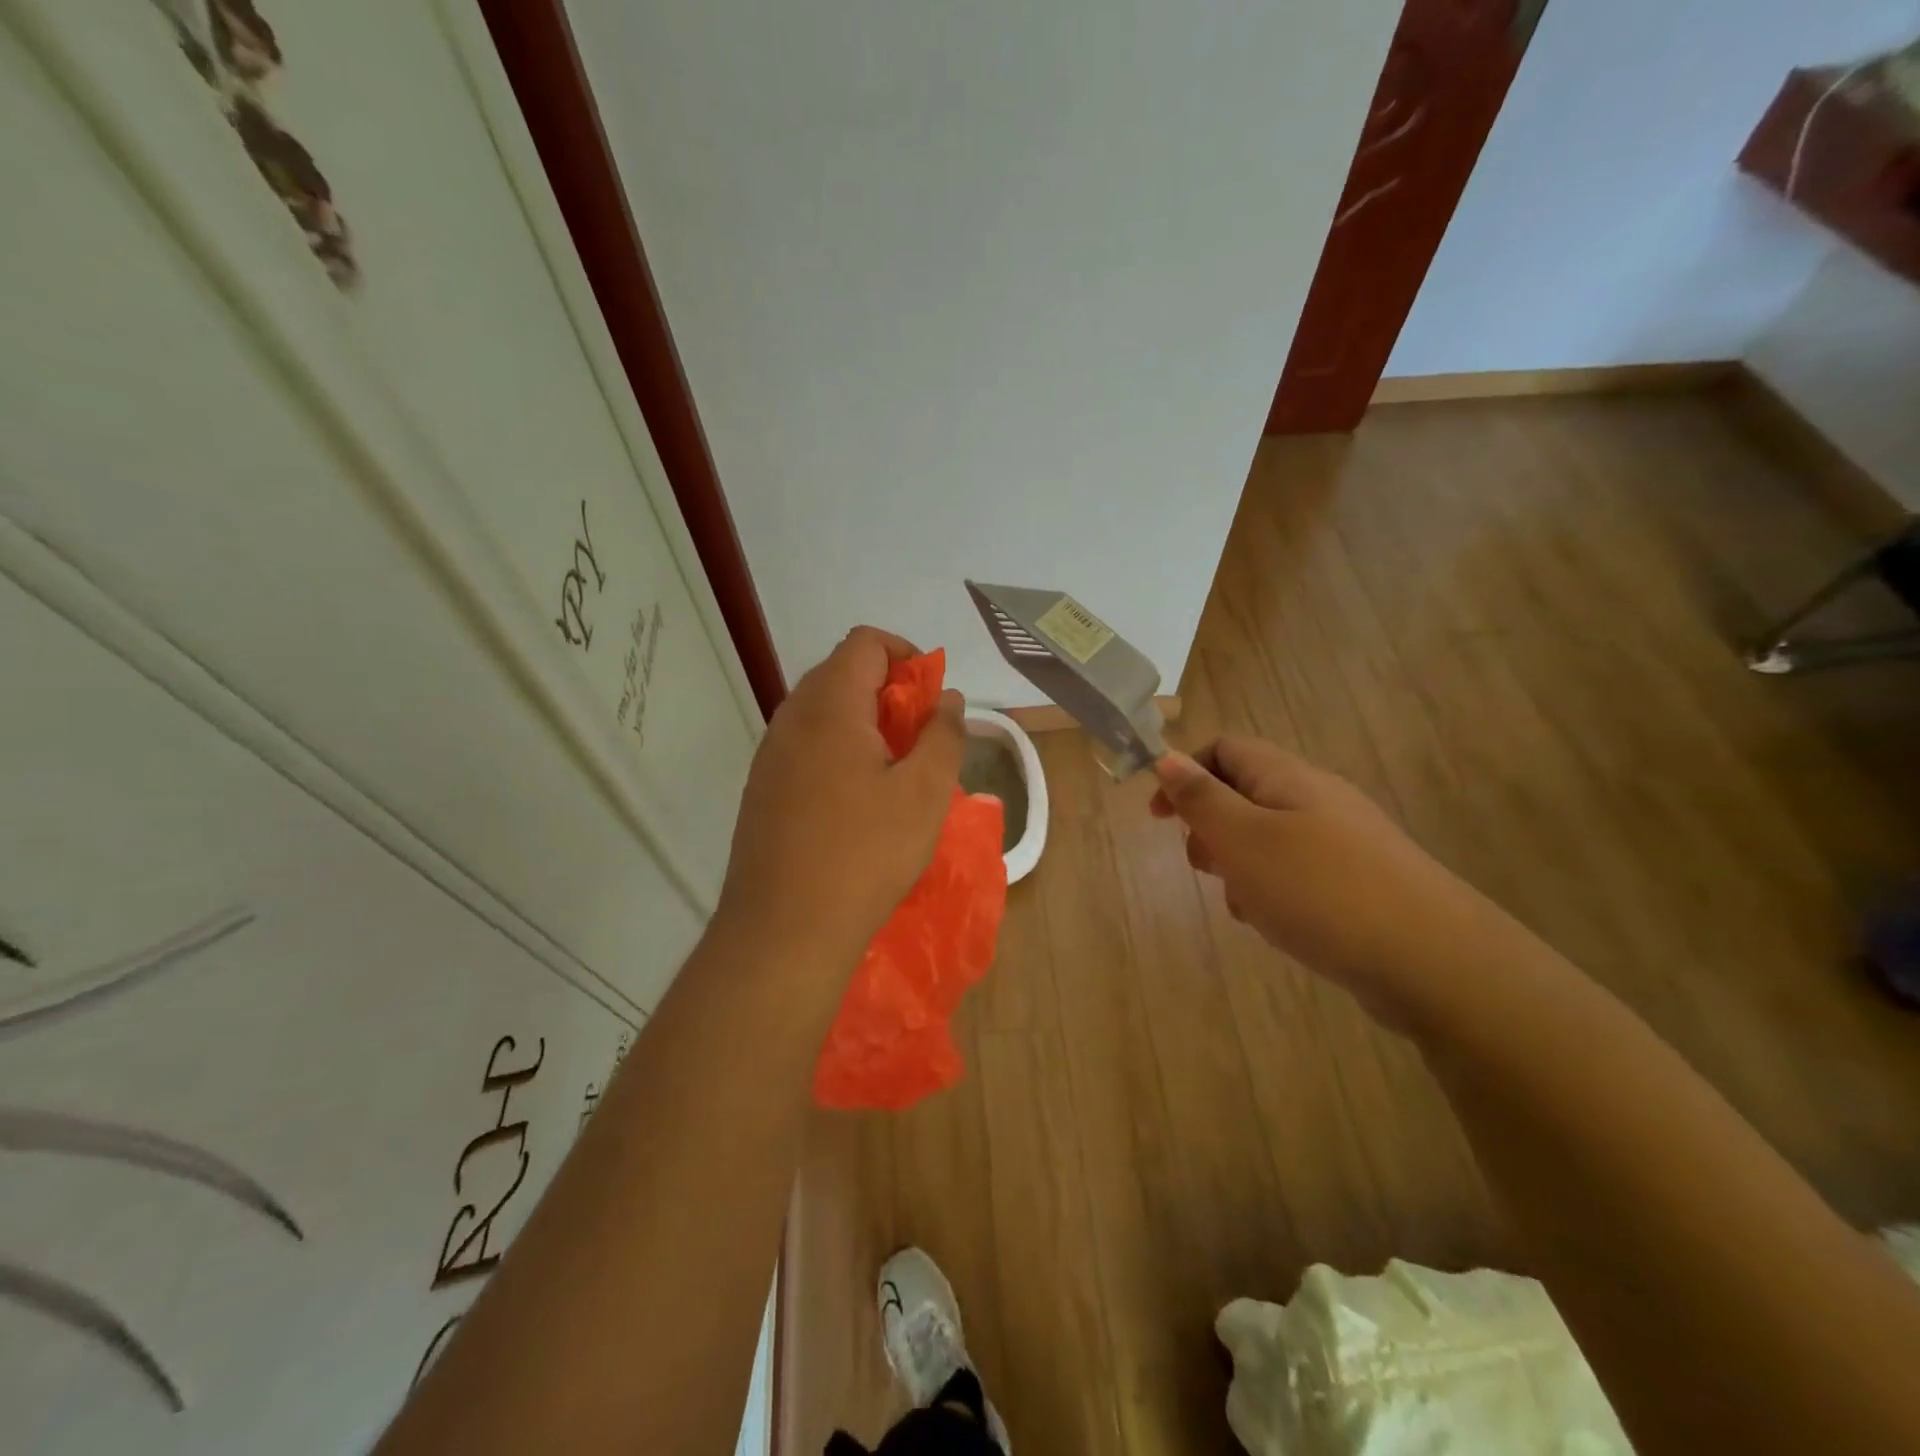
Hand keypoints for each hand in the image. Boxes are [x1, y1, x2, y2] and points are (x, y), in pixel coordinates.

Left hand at [716, 627, 964, 967]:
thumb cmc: (865, 854)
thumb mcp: (925, 793)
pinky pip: (805, 748)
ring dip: (864, 725)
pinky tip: (858, 802)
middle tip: (920, 739)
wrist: (784, 931)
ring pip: (822, 713)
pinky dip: (838, 752)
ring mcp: (769, 755)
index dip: (905, 655)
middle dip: (888, 693)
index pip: (865, 643)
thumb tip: (946, 698)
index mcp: (829, 706)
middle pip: (841, 673)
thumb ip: (943, 735)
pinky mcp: (761, 790)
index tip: (931, 697)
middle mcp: (791, 718)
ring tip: (895, 773)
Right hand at [1152, 737, 1482, 1024]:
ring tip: (1244, 904)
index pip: (1224, 748)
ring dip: (1238, 867)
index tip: (1158, 817)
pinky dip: (1271, 893)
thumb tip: (1167, 756)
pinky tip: (1276, 925)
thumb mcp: (1244, 839)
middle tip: (1203, 866)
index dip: (1184, 773)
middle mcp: (1315, 799)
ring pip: (1265, 840)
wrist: (1433, 961)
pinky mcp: (1354, 883)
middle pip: (1243, 794)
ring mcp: (1340, 842)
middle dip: (1210, 828)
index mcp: (1287, 777)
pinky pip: (1294, 874)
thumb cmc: (1320, 890)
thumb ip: (1201, 798)